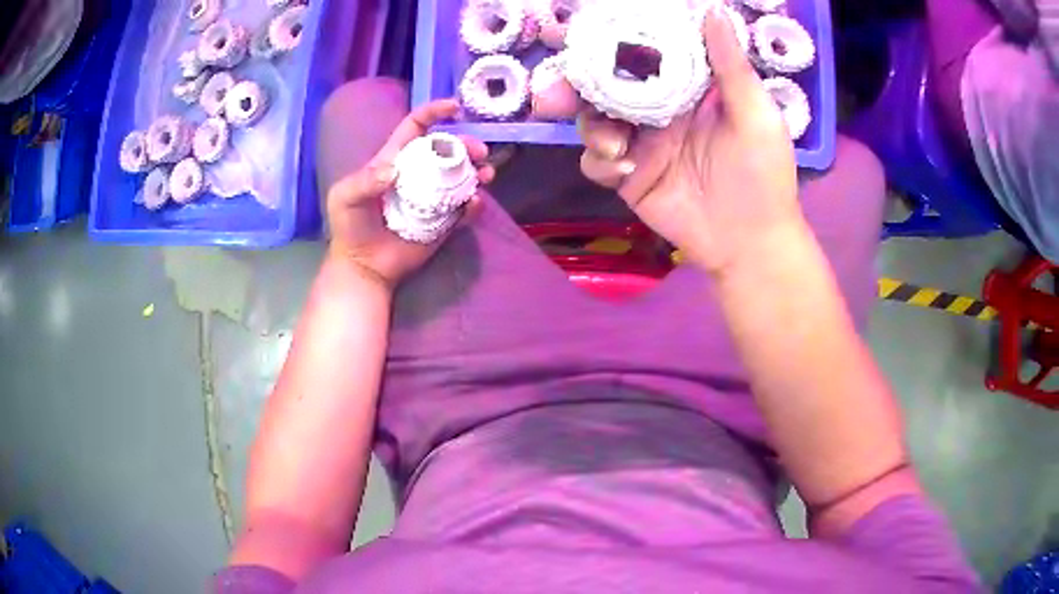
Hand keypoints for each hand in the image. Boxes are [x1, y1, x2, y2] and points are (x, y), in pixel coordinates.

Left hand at [325, 99, 494, 286]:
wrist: (363, 266)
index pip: (415, 127)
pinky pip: (464, 209)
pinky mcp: (443, 221)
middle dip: (466, 144)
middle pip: (446, 150)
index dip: (434, 112)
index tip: (454, 107)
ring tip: (486, 175)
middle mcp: (417, 174)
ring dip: (478, 171)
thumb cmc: (350, 228)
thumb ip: (364, 181)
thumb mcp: (345, 198)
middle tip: (480, 151)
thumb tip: (394, 171)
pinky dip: (474, 204)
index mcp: (395, 159)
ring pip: (461, 176)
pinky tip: (475, 203)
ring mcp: (433, 197)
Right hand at [575, 10, 802, 276]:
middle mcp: (657, 108)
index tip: (583, 30)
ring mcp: (640, 141)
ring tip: (614, 144)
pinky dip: (601, 162)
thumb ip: (730, 64)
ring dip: (591, 127)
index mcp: (686, 87)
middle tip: (555, 88)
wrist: (749, 243)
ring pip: (592, 119)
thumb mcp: (755, 114)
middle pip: (605, 84)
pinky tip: (625, 171)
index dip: (613, 39)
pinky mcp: (629, 176)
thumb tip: (712, 9)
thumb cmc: (762, 175)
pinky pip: (595, 161)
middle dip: (575, 82)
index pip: (643, 52)